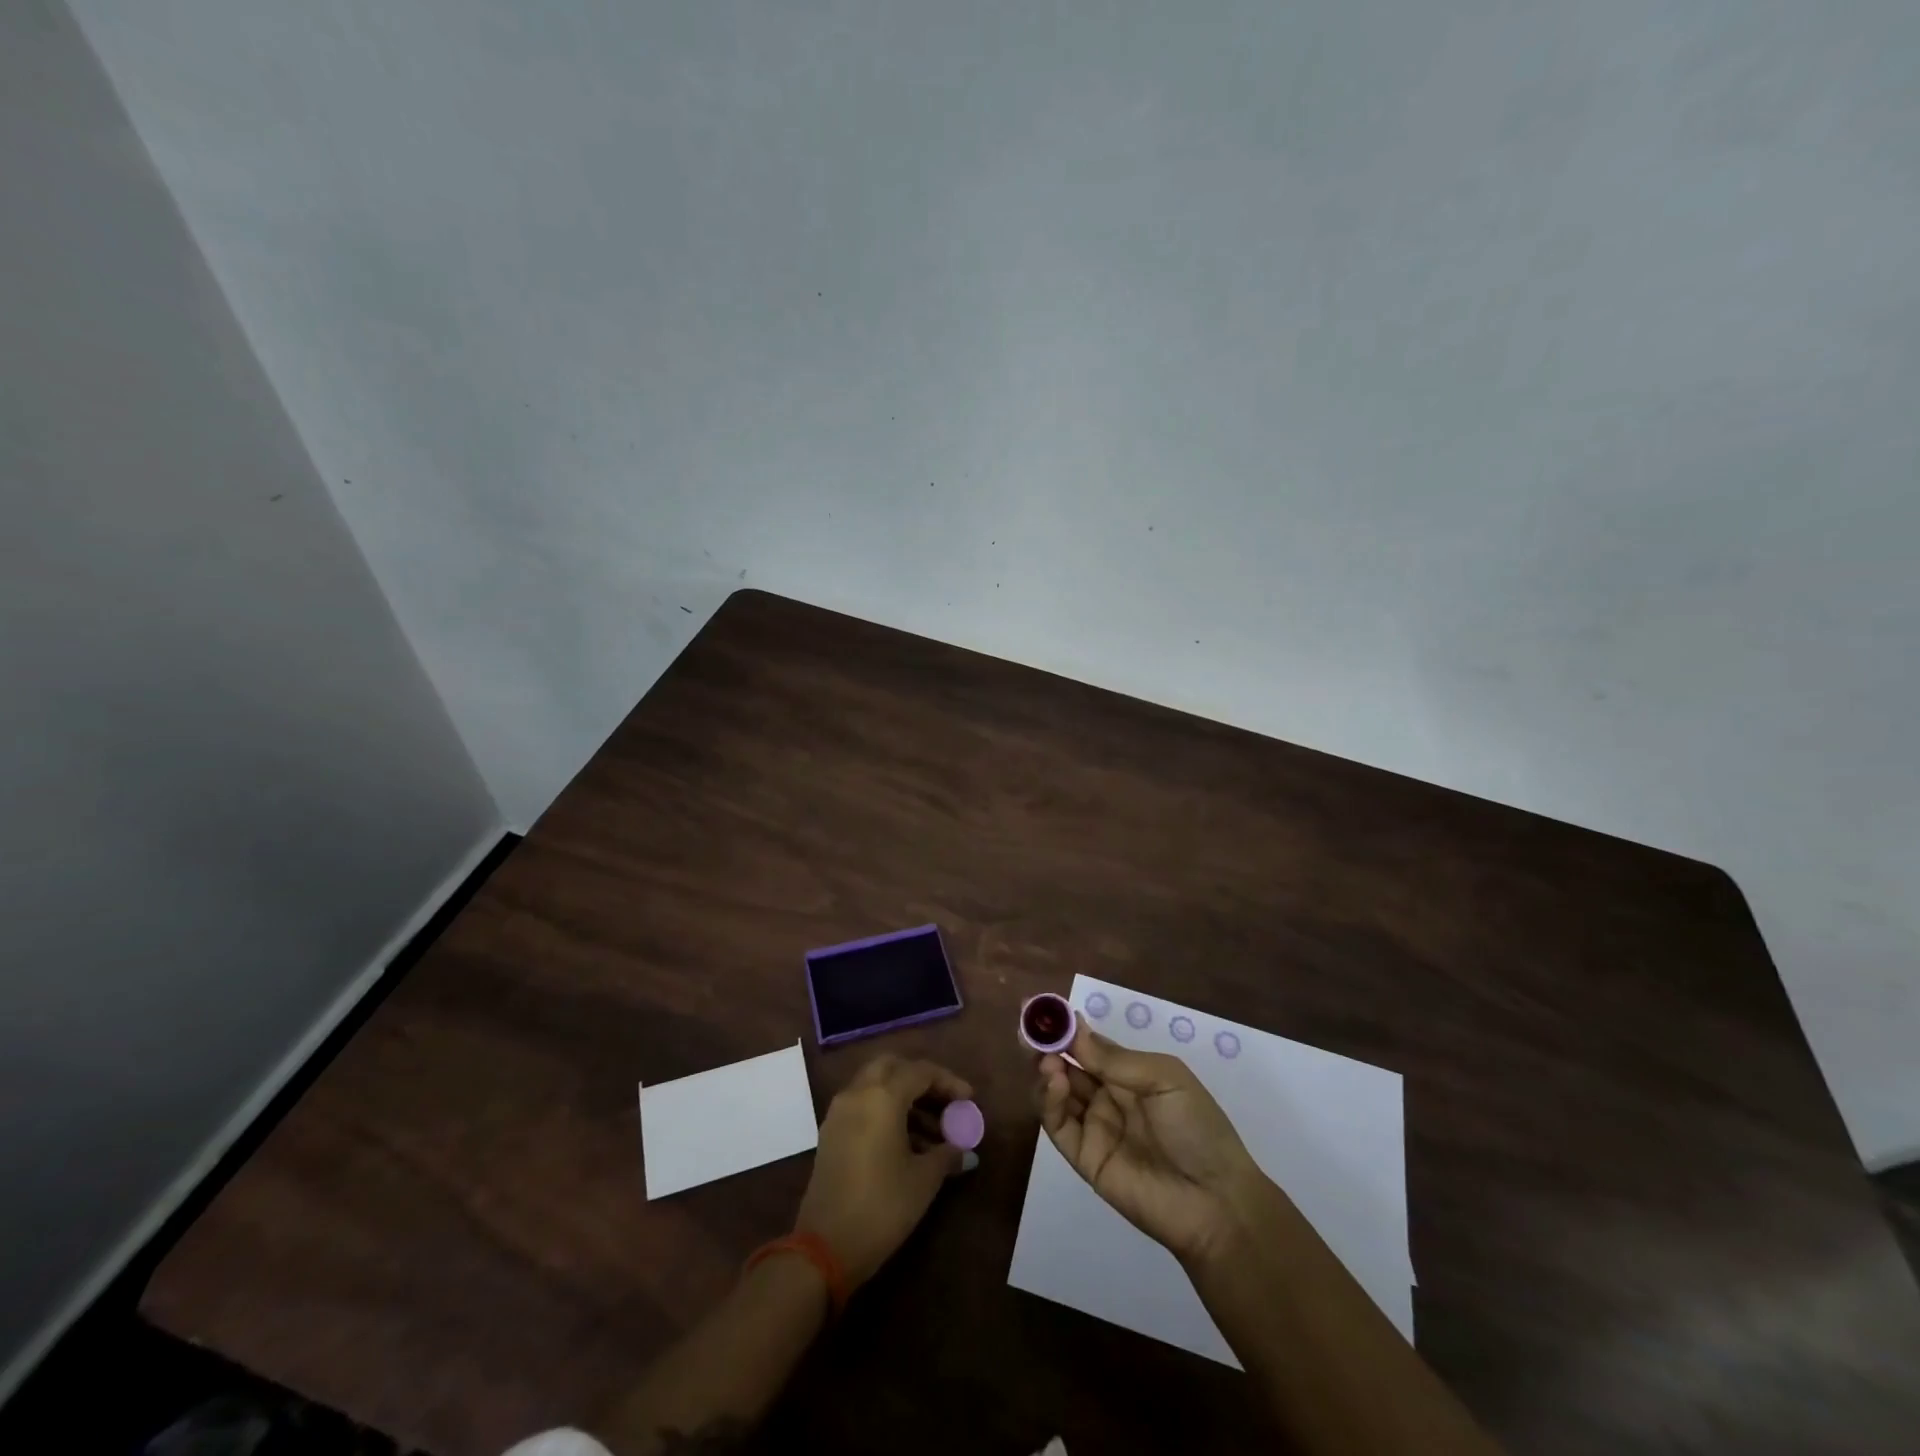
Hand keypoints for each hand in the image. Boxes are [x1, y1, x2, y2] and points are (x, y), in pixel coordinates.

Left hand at [795, 1054, 971, 1288]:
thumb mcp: (923, 1180)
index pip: (921, 1072)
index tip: (969, 1100)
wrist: (824, 1248)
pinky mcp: (830, 1133)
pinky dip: (884, 1111)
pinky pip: (862, 1105)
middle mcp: (857, 1093)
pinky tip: (905, 1143)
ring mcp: (839, 1112)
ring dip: (903, 1097)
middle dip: (920, 1079)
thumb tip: (966, 1151)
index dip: (948, 1082)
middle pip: (892, 1067)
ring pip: (875, 1085)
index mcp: (882, 1096)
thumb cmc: (882, 1207)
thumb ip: (947, 1155)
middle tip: (944, 1102)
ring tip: (932, 1131)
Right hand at [1035, 1021, 1268, 1264]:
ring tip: (1046, 1058)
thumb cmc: (1197, 1128)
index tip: (1040, 1007)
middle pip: (1066, 1066)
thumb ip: (1115, 1058)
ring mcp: (1094, 1128)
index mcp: (1129, 1075)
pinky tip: (1054, 1080)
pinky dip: (1049, 1101)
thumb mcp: (1164, 1078)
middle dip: (1046, 1045)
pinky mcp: (1084, 1158)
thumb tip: (1074, 1028)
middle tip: (1028, 1028)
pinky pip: (1058, 1126)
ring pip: (1056, 1093)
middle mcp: (1107, 1097)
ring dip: (1045, 1070)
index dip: (1065, 1027)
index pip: (1088, 1045)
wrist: (1216, 1202)